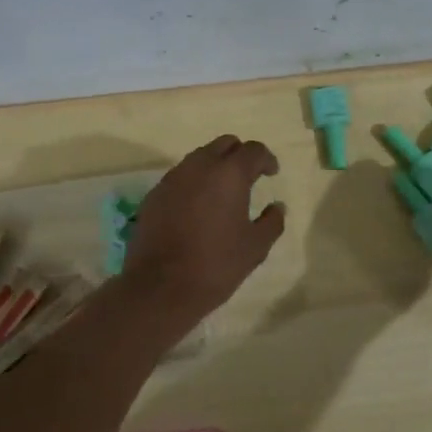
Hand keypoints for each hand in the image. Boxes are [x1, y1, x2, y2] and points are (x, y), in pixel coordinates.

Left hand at [123, 135, 285, 315]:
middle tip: (249, 177)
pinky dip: (194, 182)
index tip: (272, 174)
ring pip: (199, 157)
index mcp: (229, 174)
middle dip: (239, 155)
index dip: (266, 159)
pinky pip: (180, 176)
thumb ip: (272, 222)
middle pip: (224, 144)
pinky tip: (197, 207)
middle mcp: (199, 166)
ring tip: (223, 192)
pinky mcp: (154, 194)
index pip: (253, 150)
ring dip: (215, 166)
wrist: (160, 286)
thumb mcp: (255, 247)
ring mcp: (173, 178)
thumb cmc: (216, 265)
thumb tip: (277, 206)